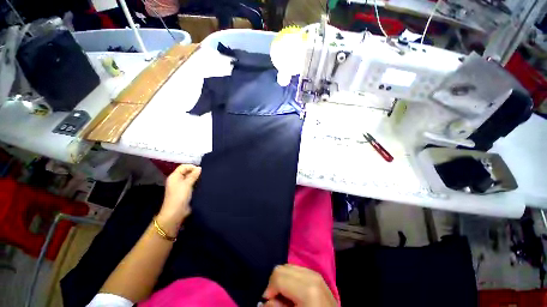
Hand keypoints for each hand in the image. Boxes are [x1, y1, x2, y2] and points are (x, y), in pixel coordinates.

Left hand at [156, 164, 200, 235]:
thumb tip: (199, 168)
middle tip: (204, 174)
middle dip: (195, 172)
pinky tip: (202, 184)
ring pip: (190, 178)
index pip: (183, 167)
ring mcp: (181, 186)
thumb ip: (193, 175)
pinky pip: (192, 184)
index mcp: (174, 176)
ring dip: (196, 178)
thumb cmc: (180, 196)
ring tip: (204, 179)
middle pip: (187, 172)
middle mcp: (177, 180)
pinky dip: (196, 183)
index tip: (201, 170)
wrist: (176, 212)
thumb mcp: (187, 184)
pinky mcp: (185, 192)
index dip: (192, 167)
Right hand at [262, 264, 336, 306]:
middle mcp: (311, 275)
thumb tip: (264, 301)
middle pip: (282, 268)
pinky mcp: (316, 273)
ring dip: (282, 279)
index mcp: (307, 289)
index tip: (268, 301)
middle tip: (274, 298)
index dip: (269, 288)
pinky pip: (296, 268)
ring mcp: (314, 272)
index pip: (278, 276)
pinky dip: (289, 277)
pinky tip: (292, 290)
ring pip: (288, 266)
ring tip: (284, 295)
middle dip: (274, 282)